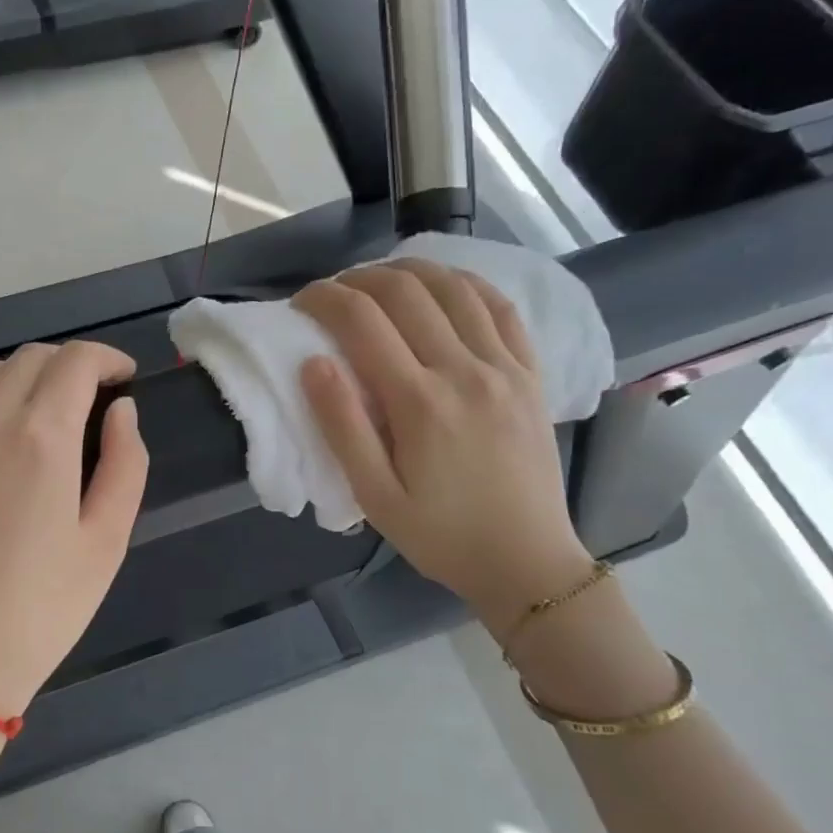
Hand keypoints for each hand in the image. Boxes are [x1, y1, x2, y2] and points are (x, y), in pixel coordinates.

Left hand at [0, 340, 148, 721]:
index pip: (75, 362)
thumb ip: (126, 464)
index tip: (125, 379)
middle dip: (71, 367)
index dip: (107, 360)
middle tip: (93, 401)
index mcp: (42, 438)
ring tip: (43, 413)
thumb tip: (122, 410)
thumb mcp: (107, 543)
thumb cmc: (41, 611)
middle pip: (32, 358)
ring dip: (24, 377)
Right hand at [296, 261, 591, 631]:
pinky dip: (468, 284)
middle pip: (407, 292)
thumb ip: (342, 427)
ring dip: (412, 271)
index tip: (301, 302)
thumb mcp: (375, 496)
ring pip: (456, 288)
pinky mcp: (531, 374)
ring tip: (381, 280)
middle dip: (360, 279)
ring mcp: (505, 367)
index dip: (325, 299)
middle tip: (334, 292)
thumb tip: (313, 363)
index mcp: (419, 402)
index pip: (362, 322)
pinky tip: (446, 286)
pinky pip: (502, 309)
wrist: (526, 561)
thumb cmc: (441, 536)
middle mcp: (465, 370)